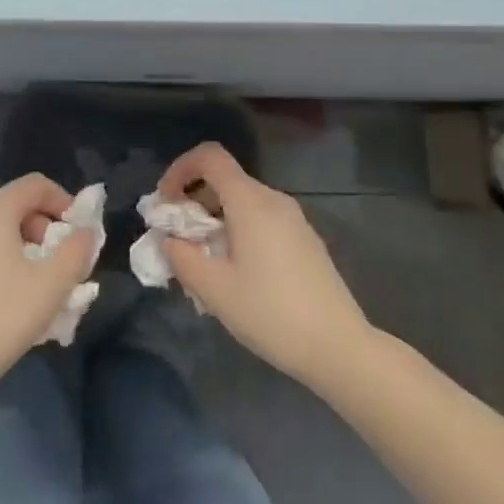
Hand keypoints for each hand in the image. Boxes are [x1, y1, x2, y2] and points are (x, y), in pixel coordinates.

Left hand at [0, 173, 95, 398]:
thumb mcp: (53, 285)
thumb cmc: (2, 318)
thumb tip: (86, 232)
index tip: (77, 231)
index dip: (63, 200)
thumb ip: (77, 250)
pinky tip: (7, 298)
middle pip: (15, 205)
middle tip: (60, 260)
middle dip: (44, 227)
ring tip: (38, 282)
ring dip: (23, 245)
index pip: (35, 184)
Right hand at [157, 143, 369, 389]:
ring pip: (242, 203)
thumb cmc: (271, 313)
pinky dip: (237, 231)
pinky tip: (235, 274)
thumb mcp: (214, 289)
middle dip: (193, 202)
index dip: (180, 169)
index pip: (210, 156)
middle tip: (178, 241)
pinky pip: (261, 220)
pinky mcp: (304, 240)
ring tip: (203, 263)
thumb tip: (170, 239)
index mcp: (250, 201)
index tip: (165, 203)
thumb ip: (181, 257)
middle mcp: (273, 200)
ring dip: (214, 221)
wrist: (338, 346)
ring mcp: (293, 219)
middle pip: (225, 180)